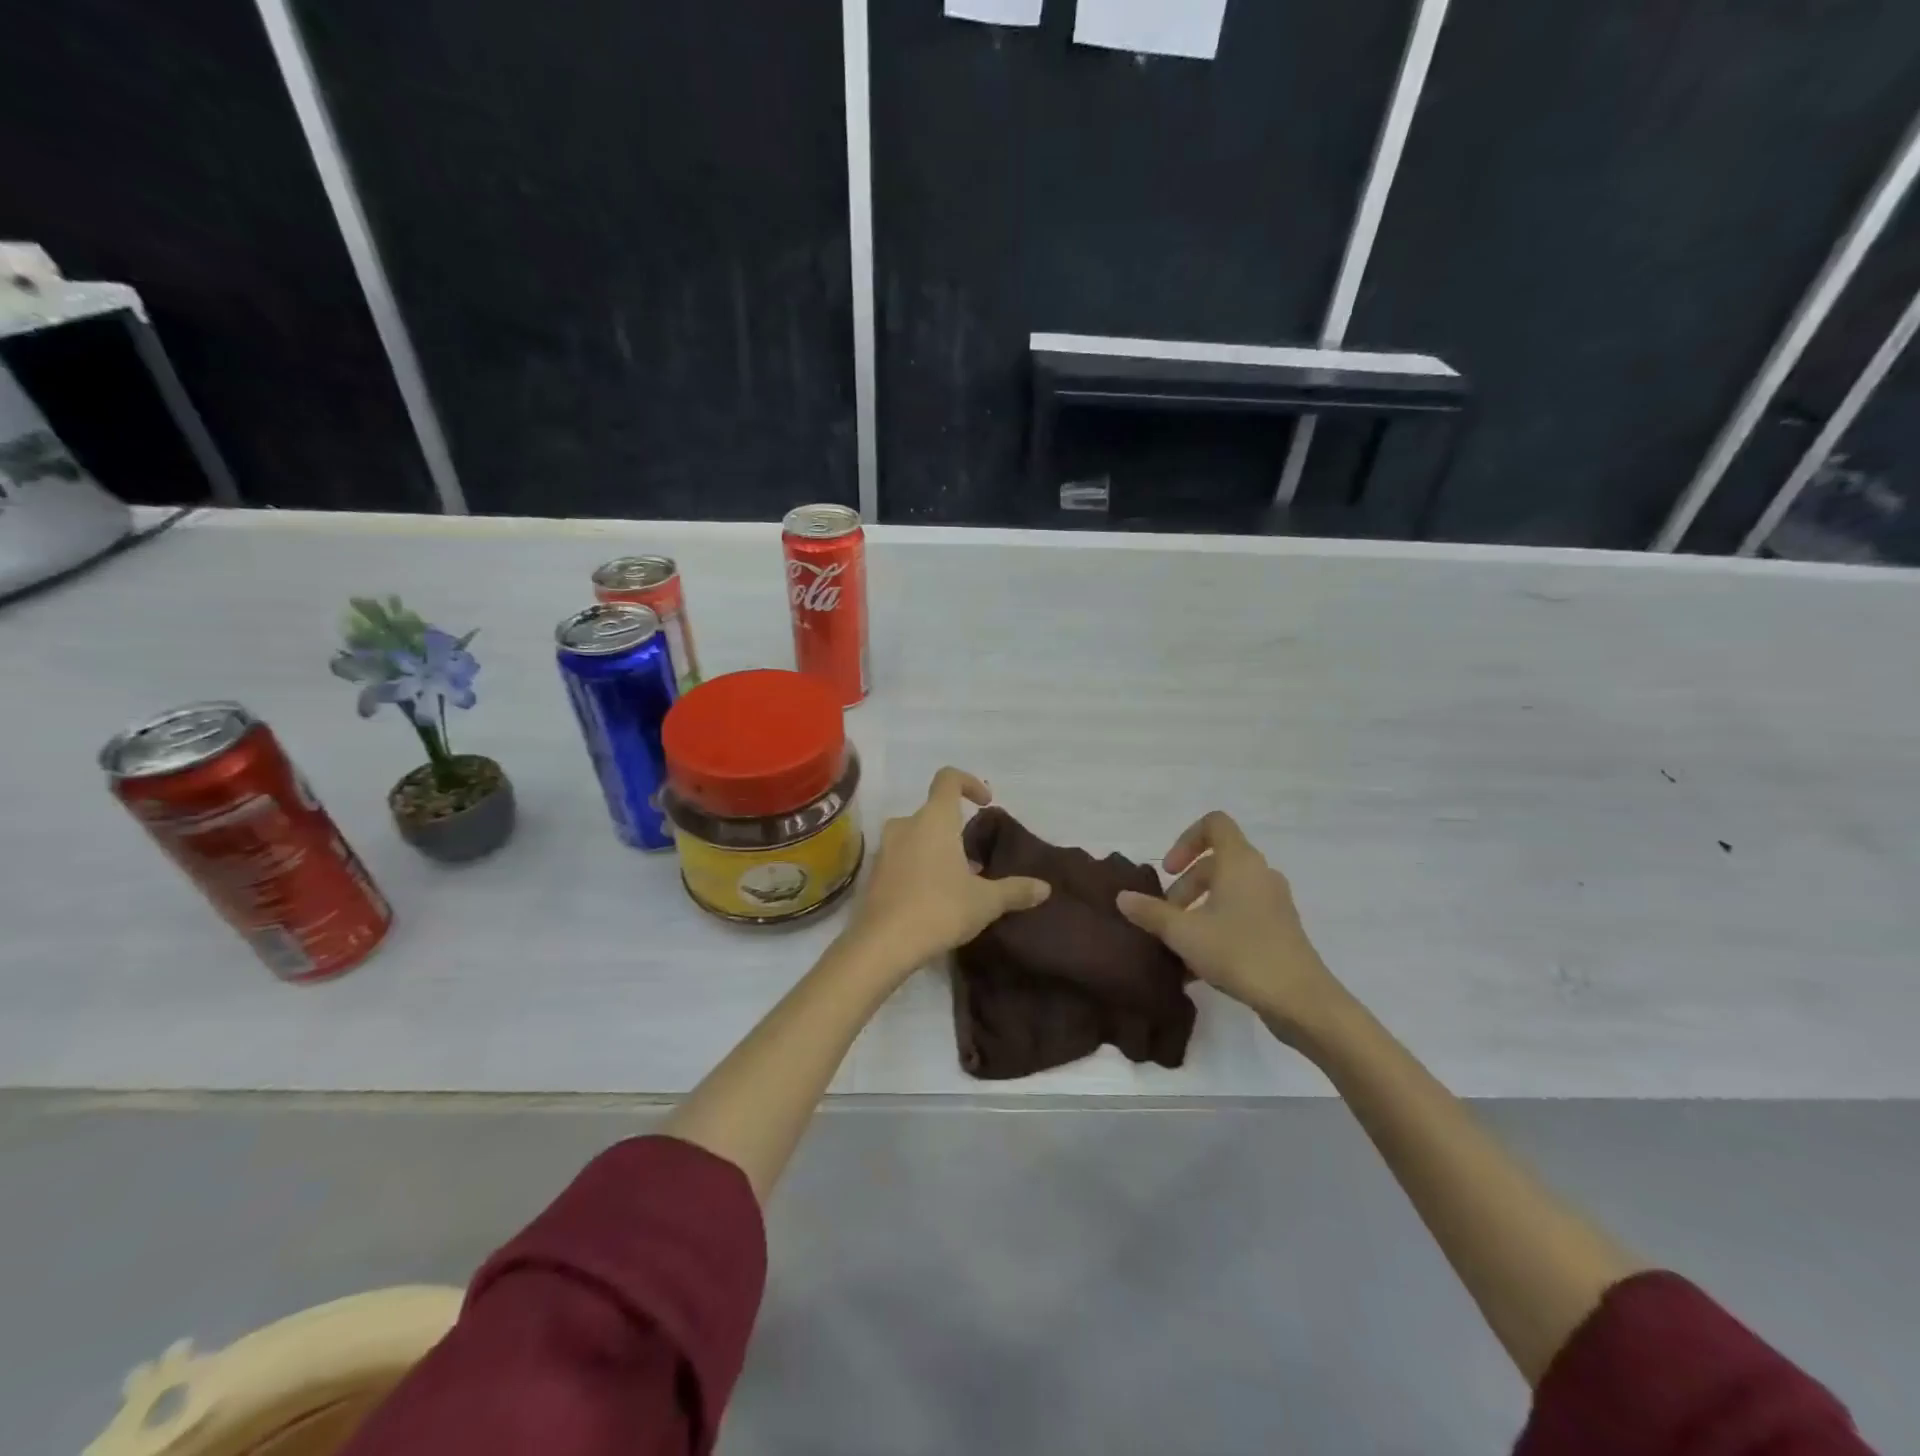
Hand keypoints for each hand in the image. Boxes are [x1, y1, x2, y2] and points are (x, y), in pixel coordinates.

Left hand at [841, 768, 1050, 979]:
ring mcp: (885, 848)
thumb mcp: (985, 902)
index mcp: (934, 819)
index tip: (985, 803)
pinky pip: (902, 857)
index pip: (948, 779)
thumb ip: (1015, 890)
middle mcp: (906, 825)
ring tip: (958, 880)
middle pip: (933, 812)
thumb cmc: (939, 909)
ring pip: (916, 836)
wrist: (882, 944)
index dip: (969, 783)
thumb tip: (1045, 888)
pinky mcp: (874, 873)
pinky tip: (934, 896)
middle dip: (956, 828)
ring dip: (937, 848)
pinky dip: (919, 866)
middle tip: (976, 858)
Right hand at [1115, 810, 1346, 1044]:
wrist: (1300, 1000)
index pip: (1214, 824)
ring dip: (1199, 909)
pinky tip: (1199, 963)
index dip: (1186, 840)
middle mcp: (1260, 874)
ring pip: (1228, 891)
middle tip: (1167, 916)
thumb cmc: (1239, 953)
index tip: (1170, 871)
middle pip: (1216, 863)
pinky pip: (1242, 913)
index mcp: (1240, 862)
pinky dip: (1218, 926)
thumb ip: (1151, 912)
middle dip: (1186, 886)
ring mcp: (1274, 902)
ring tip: (1179, 943)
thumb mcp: (1184, 933)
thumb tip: (1123, 897)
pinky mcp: (1280, 929)